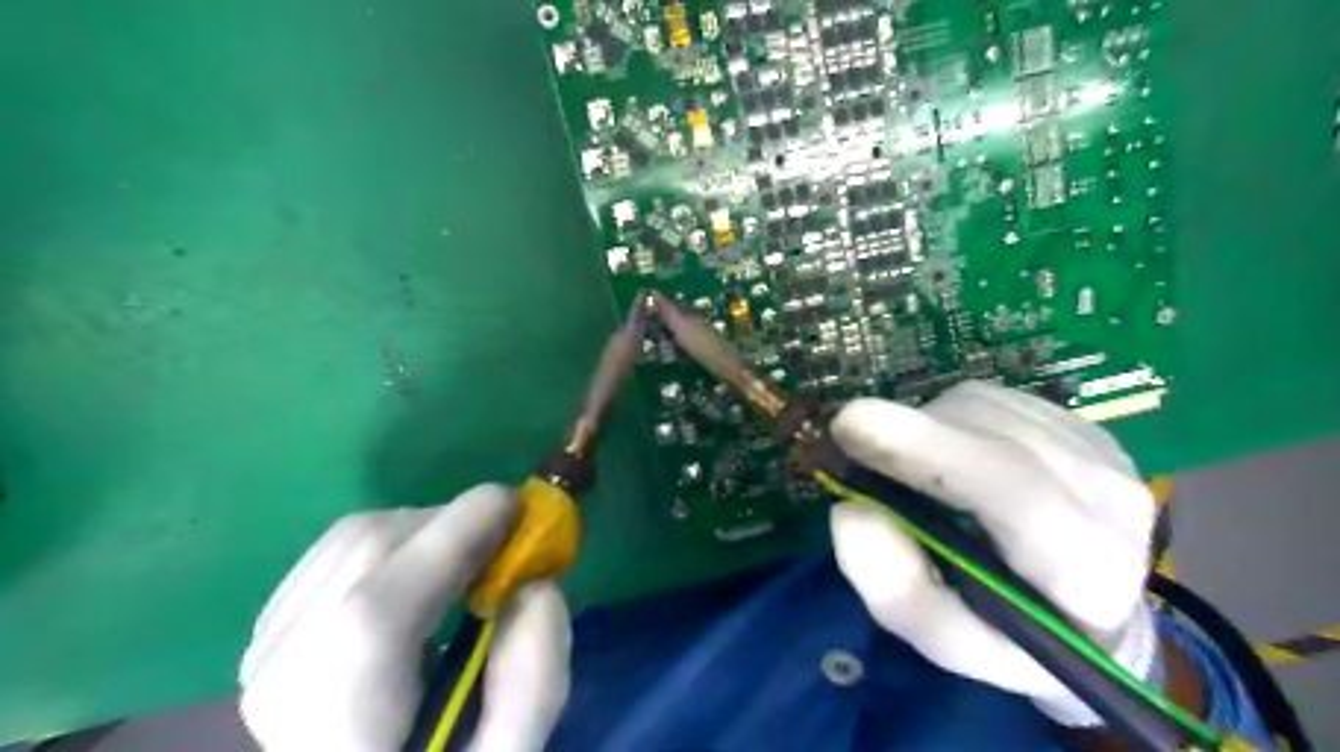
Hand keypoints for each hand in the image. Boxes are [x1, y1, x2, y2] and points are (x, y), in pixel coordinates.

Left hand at [239, 484, 570, 747]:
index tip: (521, 510)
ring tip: (468, 561)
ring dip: (426, 529)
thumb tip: (537, 585)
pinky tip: (423, 575)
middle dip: (453, 525)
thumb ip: (534, 681)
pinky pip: (338, 550)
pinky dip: (396, 541)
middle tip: (506, 543)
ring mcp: (265, 650)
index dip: (457, 534)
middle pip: (368, 551)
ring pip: (352, 538)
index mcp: (339, 723)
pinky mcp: (269, 631)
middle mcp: (282, 678)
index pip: (379, 606)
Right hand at [835, 379, 1158, 726]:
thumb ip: (899, 591)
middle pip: (993, 436)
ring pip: (987, 409)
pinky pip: (992, 399)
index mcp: (1087, 572)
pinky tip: (948, 453)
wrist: (1088, 618)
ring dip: (928, 427)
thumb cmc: (1012, 639)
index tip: (851, 425)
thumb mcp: (948, 642)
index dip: (927, 449)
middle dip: (913, 432)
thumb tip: (850, 512)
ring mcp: (1103, 452)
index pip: (1013, 491)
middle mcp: (1112, 499)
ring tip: (912, 467)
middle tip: (850, 437)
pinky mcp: (1082, 424)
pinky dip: (949, 418)